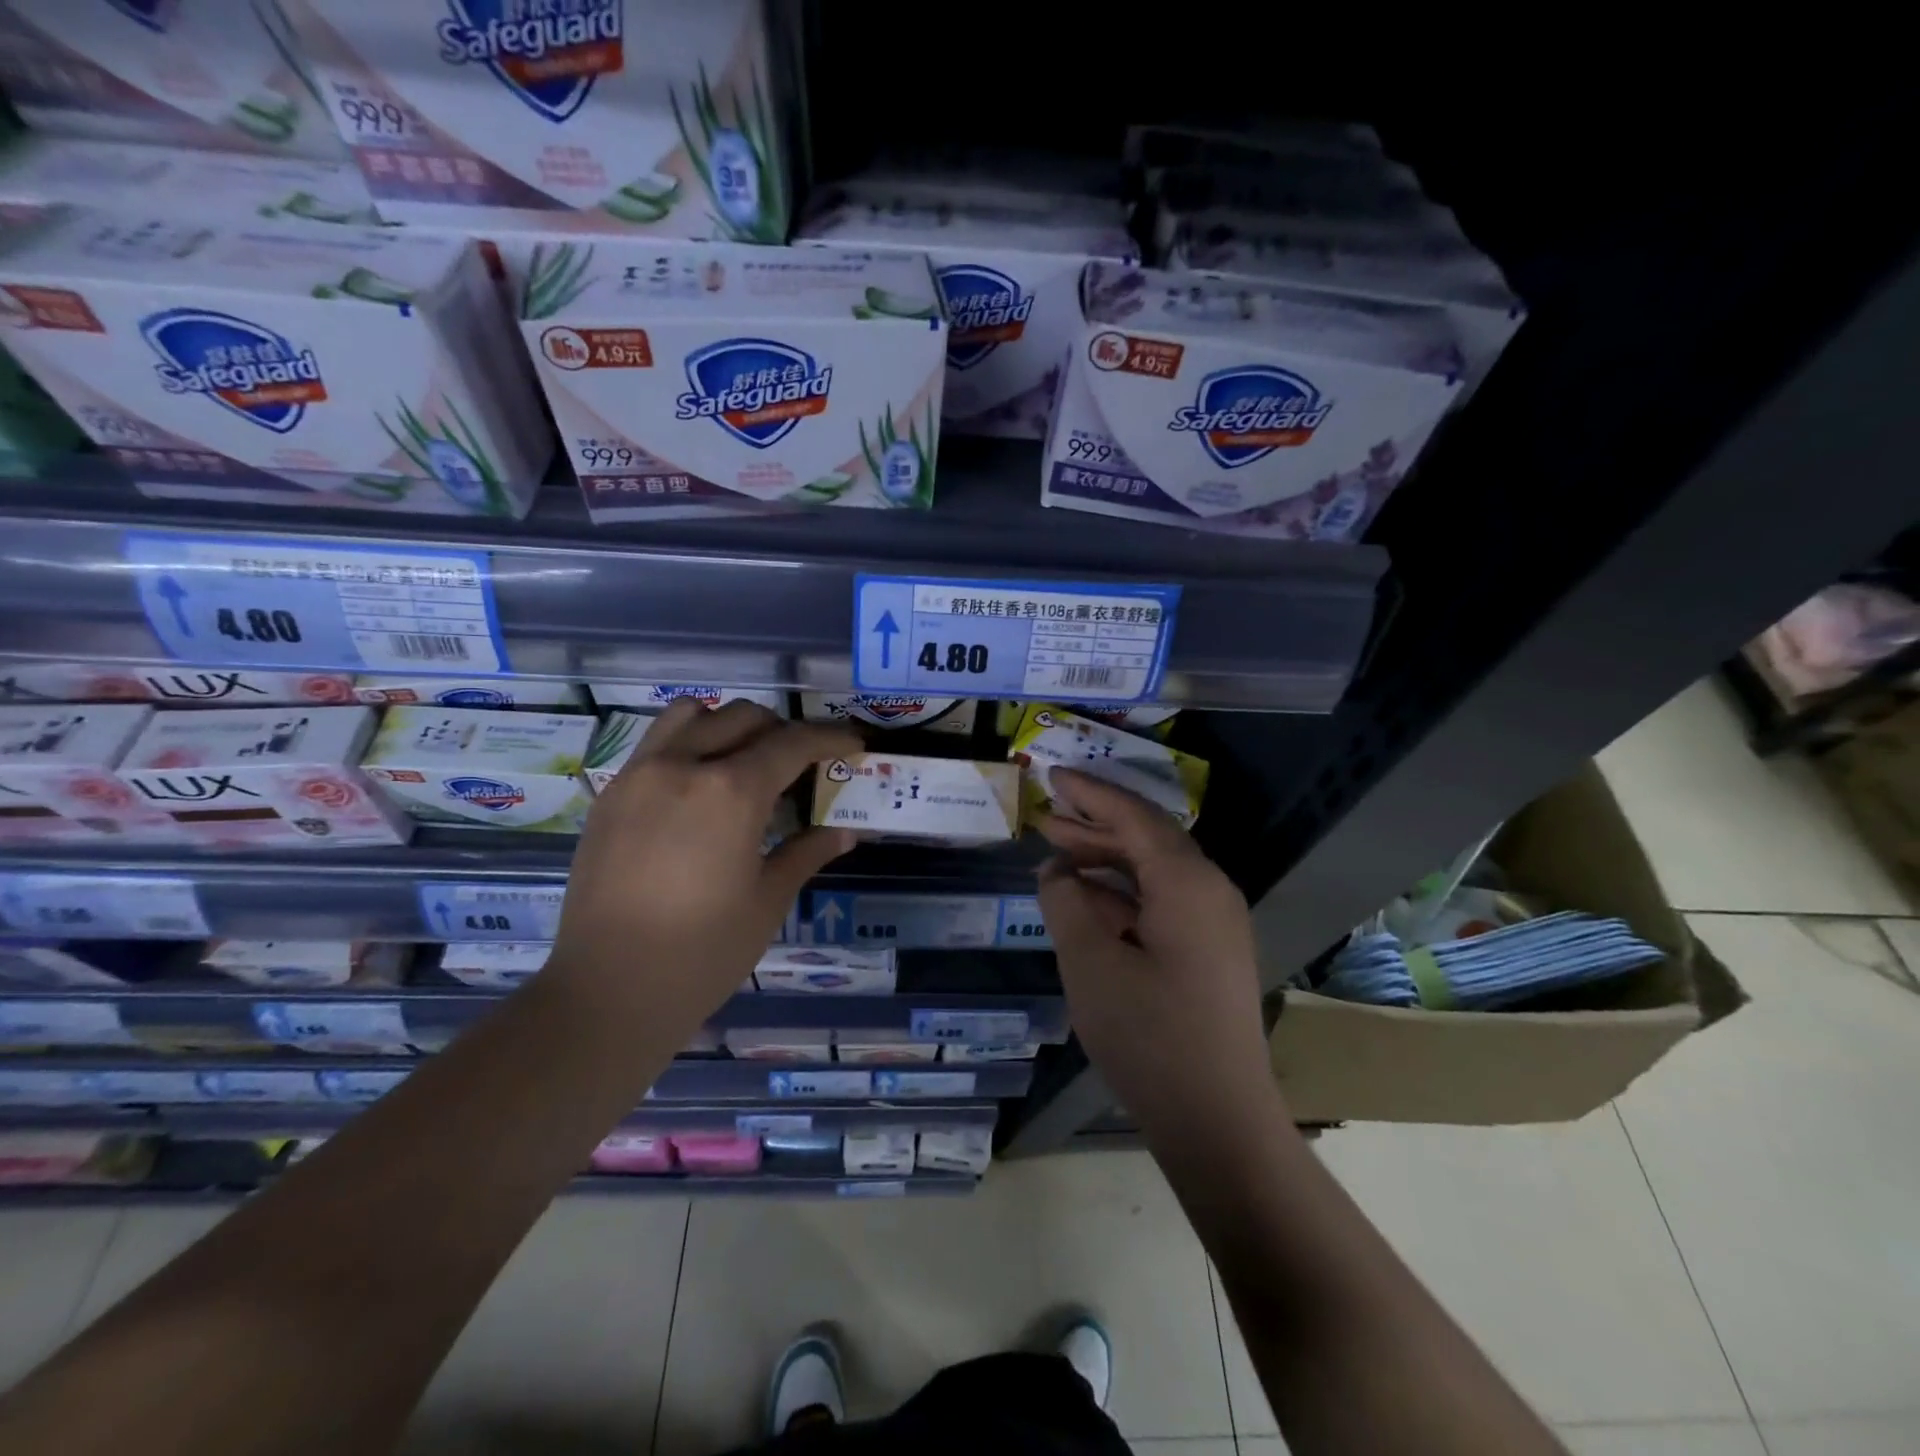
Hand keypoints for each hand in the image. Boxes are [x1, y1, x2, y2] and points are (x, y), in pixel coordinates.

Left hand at [547, 699, 860, 1037]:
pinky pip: (656, 744)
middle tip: (802, 765)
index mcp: (731, 792)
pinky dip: (688, 745)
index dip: (830, 738)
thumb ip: (807, 852)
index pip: (792, 743)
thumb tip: (846, 831)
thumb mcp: (768, 901)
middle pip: (743, 717)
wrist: (608, 992)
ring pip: (691, 715)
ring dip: (727, 725)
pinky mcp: (610, 795)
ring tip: (743, 762)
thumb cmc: (703, 953)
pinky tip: (698, 791)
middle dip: (782, 731)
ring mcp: (639, 775)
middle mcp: (683, 765)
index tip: (852, 743)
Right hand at [1036, 769, 1280, 1132]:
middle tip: (1044, 818)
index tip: (1053, 776)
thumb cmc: (1150, 1037)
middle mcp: (1209, 891)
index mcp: (1186, 882)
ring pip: (1154, 872)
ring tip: (1057, 856)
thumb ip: (1066, 903)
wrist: (1219, 1121)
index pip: (1133, 817)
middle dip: (1093, 826)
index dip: (1090, 793)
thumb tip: (1057, 871)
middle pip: (1146, 839)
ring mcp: (1214, 923)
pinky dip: (1123, 895)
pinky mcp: (1210, 952)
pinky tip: (1087, 904)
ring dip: (1106, 861)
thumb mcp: (1090, 963)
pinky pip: (1162, 903)